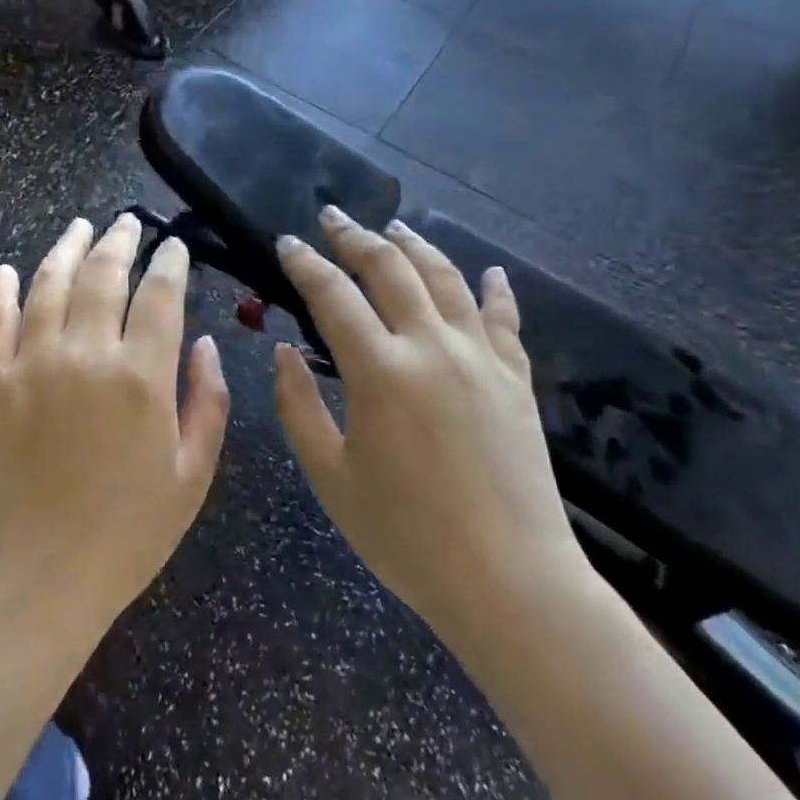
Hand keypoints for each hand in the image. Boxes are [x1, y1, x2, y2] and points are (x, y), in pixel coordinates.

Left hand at [0, 215, 229, 638]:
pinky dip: (2, 289)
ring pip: (50, 282)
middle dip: (120, 240)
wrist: (33, 577)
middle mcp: (86, 354)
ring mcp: (33, 362)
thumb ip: (208, 402)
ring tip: (80, 225)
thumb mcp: (192, 477)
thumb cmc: (125, 534)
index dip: (170, 261)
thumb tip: (205, 344)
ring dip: (67, 247)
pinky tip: (8, 269)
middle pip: (103, 274)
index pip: (160, 294)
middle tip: (128, 222)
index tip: (175, 245)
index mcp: (141, 376)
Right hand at [273, 208, 587, 637]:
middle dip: (355, 236)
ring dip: (415, 246)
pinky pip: (504, 319)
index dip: (305, 263)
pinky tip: (491, 272)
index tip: (287, 243)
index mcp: (380, 370)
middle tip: (332, 217)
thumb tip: (283, 351)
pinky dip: (495, 290)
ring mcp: (480, 358)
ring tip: (393, 228)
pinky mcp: (516, 379)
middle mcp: (431, 346)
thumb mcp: (331, 477)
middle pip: (390, 269)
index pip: (333, 295)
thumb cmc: (406, 536)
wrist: (510, 582)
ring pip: (446, 279)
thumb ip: (298, 406)